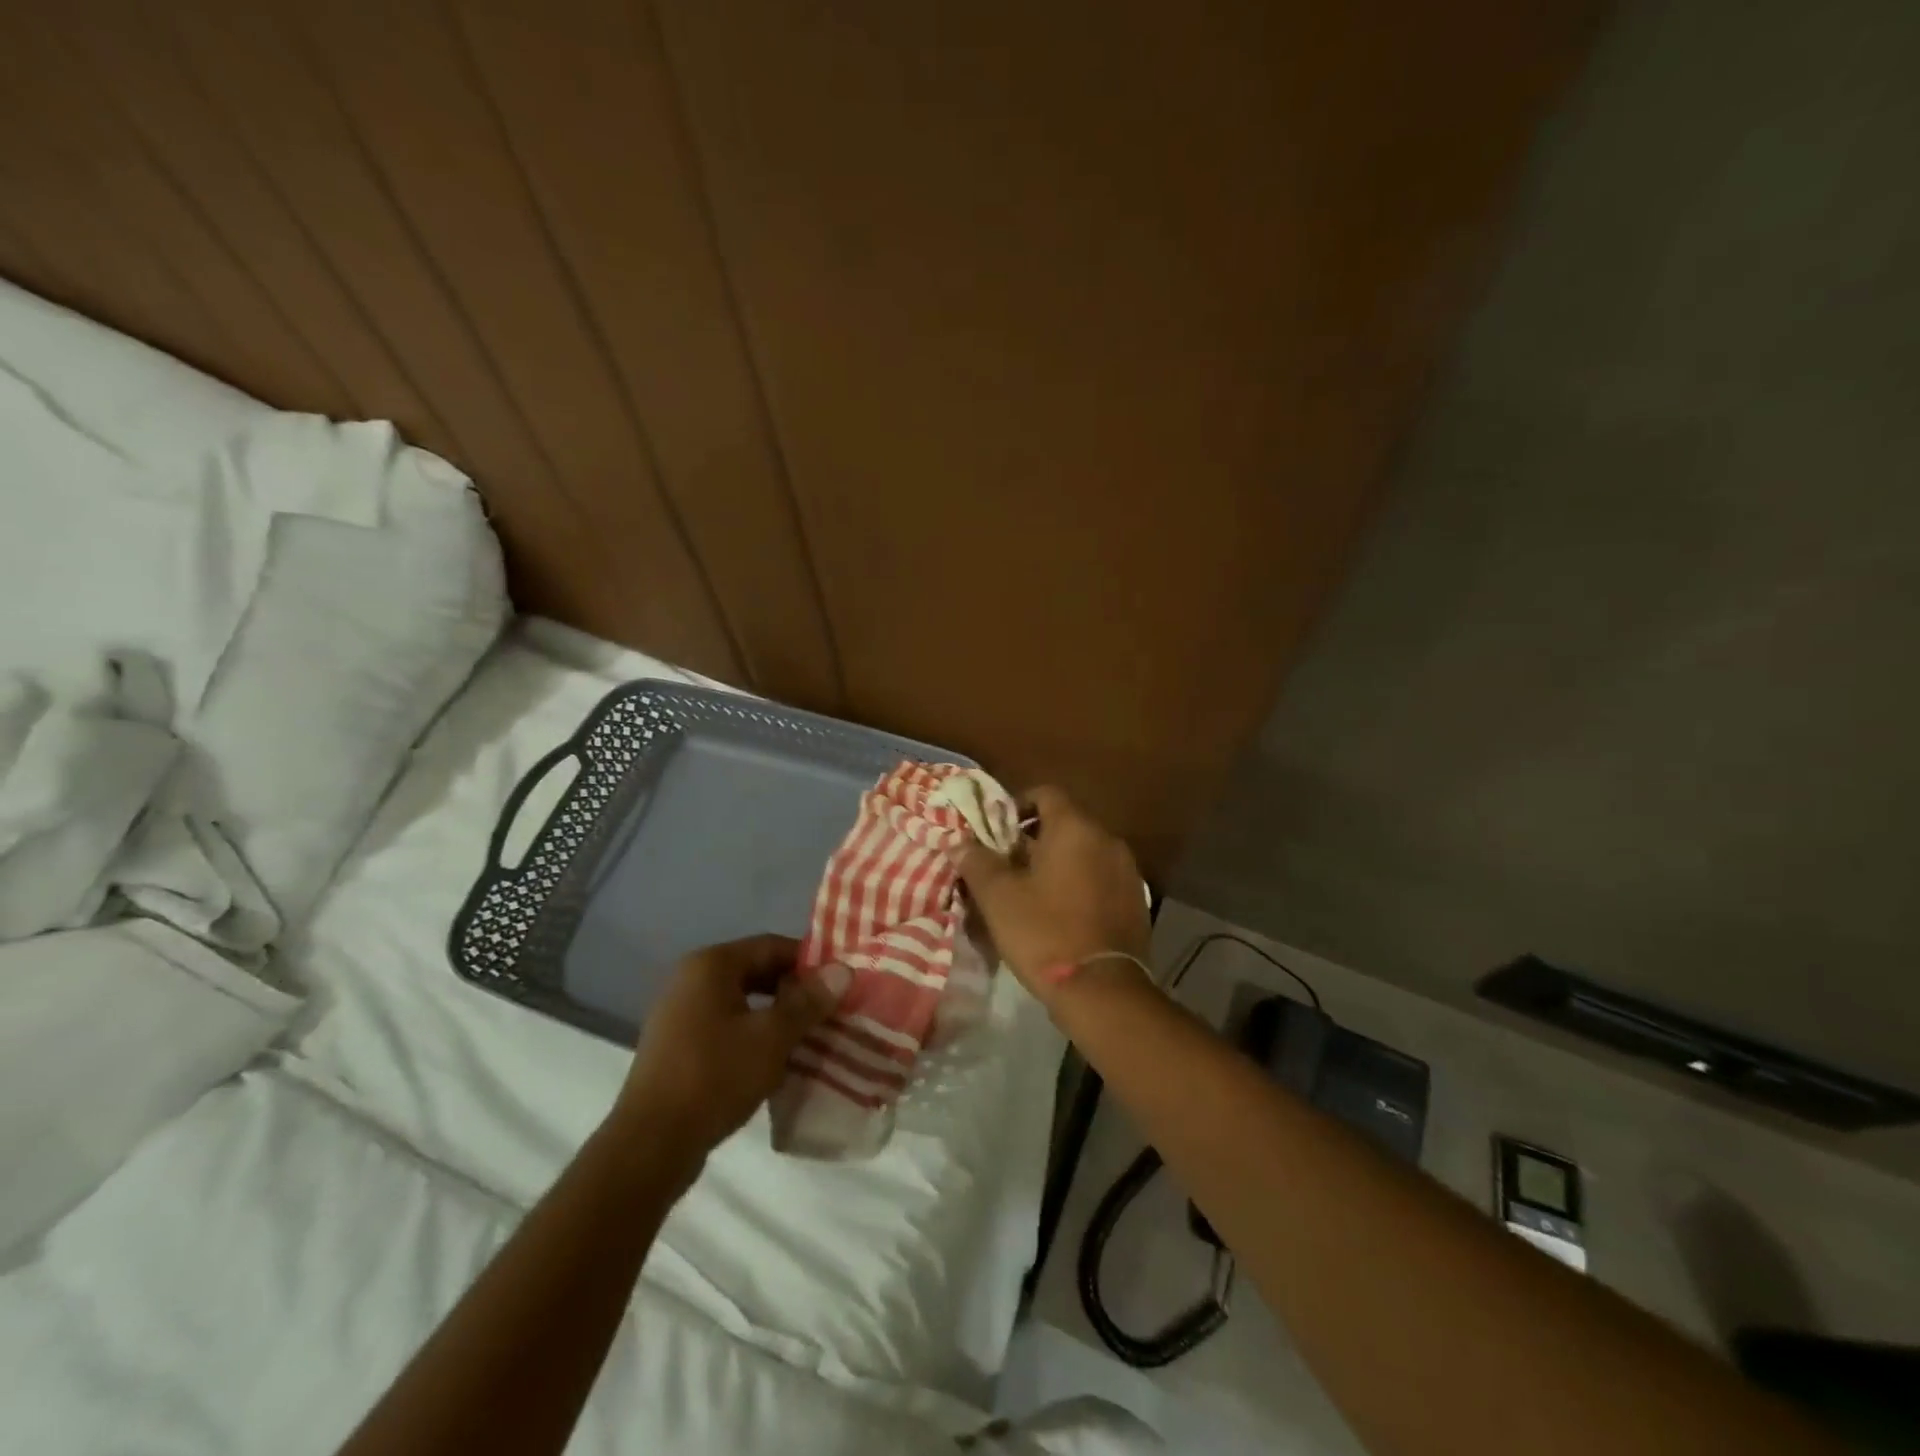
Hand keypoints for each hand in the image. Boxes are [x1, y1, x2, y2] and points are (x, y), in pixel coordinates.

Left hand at [614, 935, 846, 1170]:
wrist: (650, 1145)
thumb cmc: (715, 1077)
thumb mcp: (772, 1037)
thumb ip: (808, 1001)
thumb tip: (843, 969)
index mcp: (711, 965)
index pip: (772, 945)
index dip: (810, 962)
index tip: (839, 985)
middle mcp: (691, 979)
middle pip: (756, 971)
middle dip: (795, 991)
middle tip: (829, 1012)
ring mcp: (679, 1013)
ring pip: (742, 1002)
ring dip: (776, 1016)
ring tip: (809, 1037)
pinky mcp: (676, 1046)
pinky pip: (725, 1026)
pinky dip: (753, 1035)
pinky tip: (775, 1061)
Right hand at [957, 786, 1150, 1006]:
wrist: (1103, 990)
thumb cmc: (1044, 932)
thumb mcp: (998, 897)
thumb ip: (977, 862)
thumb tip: (960, 842)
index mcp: (1075, 828)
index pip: (1046, 794)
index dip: (1017, 805)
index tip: (997, 831)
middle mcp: (1107, 839)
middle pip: (1066, 823)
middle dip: (1035, 839)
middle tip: (1008, 865)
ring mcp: (1128, 871)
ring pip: (1085, 853)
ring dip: (1059, 863)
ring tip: (1033, 892)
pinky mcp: (1137, 902)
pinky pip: (1102, 879)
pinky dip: (1081, 885)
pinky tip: (1062, 914)